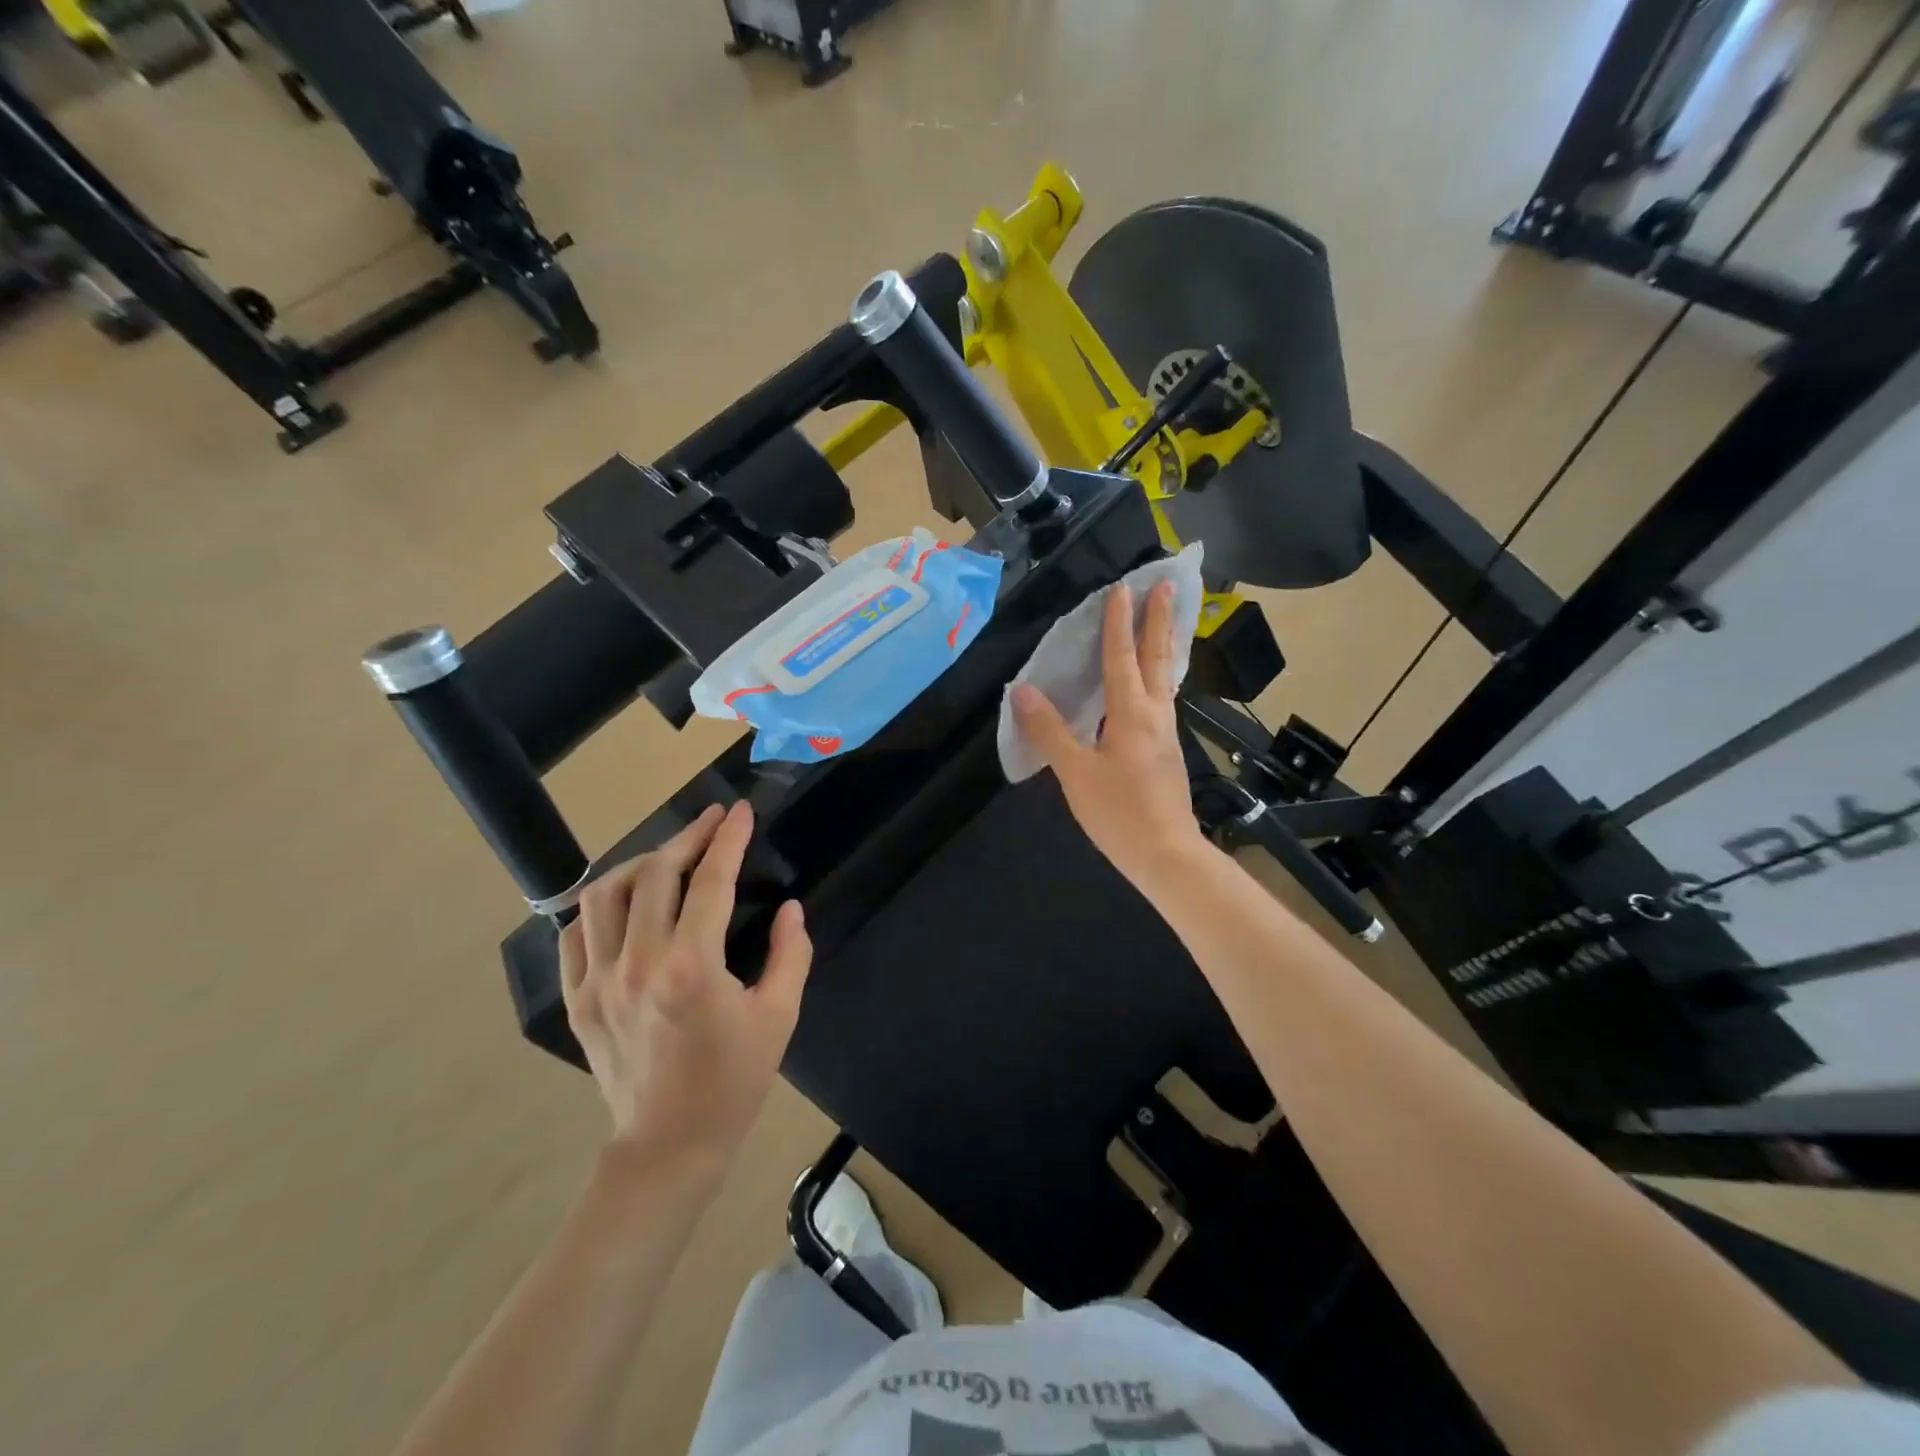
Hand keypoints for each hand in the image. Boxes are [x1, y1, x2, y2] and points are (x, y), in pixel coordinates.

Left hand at [559, 802, 811, 1177]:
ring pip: (606, 895)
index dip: (727, 839)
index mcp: (691, 967)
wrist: (668, 1146)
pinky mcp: (576, 999)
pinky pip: (576, 933)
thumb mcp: (779, 1016)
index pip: (710, 882)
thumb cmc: (732, 1082)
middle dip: (687, 837)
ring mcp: (598, 981)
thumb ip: (790, 954)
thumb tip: (790, 908)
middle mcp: (638, 963)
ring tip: (669, 856)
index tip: (740, 811)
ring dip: (641, 863)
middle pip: (655, 875)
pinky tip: (625, 900)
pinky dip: (601, 905)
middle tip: (712, 820)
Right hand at [1011, 581, 1212, 894]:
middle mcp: (1155, 713)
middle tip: (1164, 585)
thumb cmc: (1119, 813)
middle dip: (1158, 619)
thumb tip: (1022, 691)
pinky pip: (1164, 697)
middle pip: (1157, 656)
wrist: (1166, 854)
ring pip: (1166, 676)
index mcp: (1131, 713)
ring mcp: (1166, 732)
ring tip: (1164, 620)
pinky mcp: (1168, 750)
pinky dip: (1160, 674)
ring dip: (1163, 643)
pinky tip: (1154, 682)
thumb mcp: (1075, 773)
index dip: (1118, 622)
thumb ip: (1050, 731)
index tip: (1121, 588)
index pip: (1122, 657)